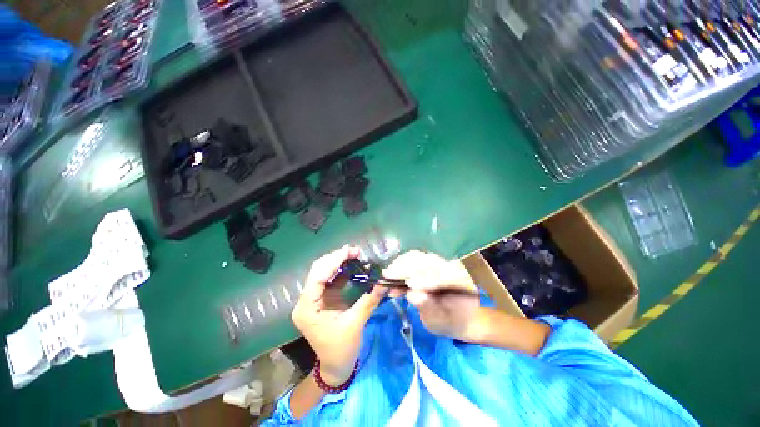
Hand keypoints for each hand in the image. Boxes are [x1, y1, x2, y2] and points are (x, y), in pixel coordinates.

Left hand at [291, 245, 387, 385]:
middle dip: (336, 258)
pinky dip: (341, 271)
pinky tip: (352, 265)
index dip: (333, 261)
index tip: (350, 250)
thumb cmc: (341, 350)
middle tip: (356, 251)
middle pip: (318, 271)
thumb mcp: (355, 324)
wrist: (335, 367)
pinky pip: (331, 279)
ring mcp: (314, 299)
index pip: (318, 277)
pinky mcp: (322, 299)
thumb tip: (384, 282)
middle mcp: (306, 300)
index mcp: (307, 308)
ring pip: (324, 272)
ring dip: (339, 262)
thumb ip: (369, 301)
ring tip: (355, 255)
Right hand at [383, 250, 479, 339]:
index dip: (427, 278)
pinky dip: (400, 266)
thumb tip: (412, 295)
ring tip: (386, 275)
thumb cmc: (449, 322)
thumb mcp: (441, 322)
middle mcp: (452, 267)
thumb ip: (429, 307)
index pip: (446, 275)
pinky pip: (413, 260)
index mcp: (463, 283)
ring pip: (419, 257)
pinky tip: (391, 276)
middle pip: (428, 261)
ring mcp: (440, 262)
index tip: (409, 285)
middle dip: (407, 268)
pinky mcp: (429, 262)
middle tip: (388, 276)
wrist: (456, 317)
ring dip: (401, 265)